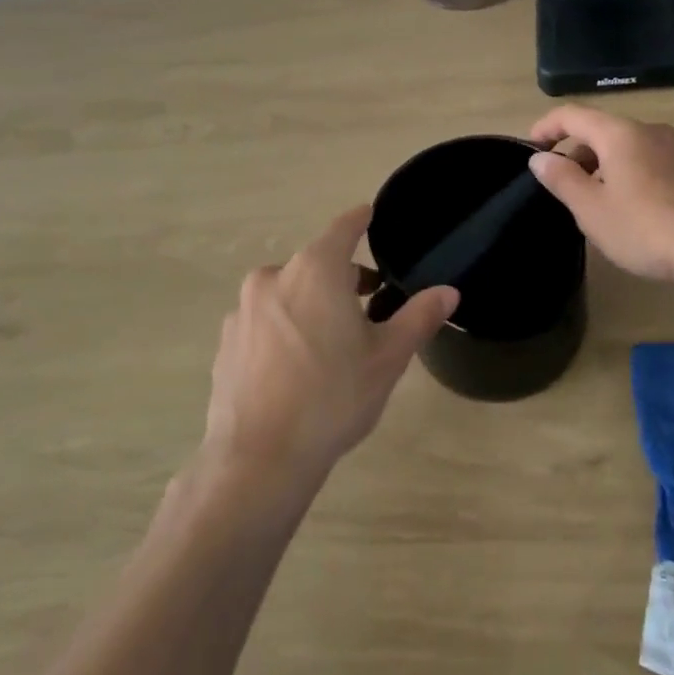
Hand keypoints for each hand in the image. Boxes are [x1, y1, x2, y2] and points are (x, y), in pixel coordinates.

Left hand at [205, 206, 457, 481]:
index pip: (342, 229)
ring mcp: (242, 311)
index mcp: (315, 271)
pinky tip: (297, 367)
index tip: (369, 215)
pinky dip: (284, 328)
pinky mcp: (225, 343)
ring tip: (333, 342)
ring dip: (311, 303)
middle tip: (369, 304)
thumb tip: (448, 292)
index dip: (360, 220)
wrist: (259, 459)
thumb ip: (419, 317)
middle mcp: (273, 279)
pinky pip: (264, 321)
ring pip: (287, 293)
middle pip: (315, 264)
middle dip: (342, 276)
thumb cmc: (333, 398)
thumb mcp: (388, 358)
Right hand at [528, 107, 673, 283]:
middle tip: (563, 188)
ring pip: (627, 147)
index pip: (572, 115)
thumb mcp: (592, 209)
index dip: (546, 127)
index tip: (531, 147)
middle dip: (576, 153)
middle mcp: (649, 130)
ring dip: (603, 166)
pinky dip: (628, 173)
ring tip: (595, 203)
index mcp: (619, 133)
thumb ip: (562, 179)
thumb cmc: (646, 227)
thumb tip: (540, 158)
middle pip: (601, 130)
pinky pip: (649, 161)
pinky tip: (631, 209)